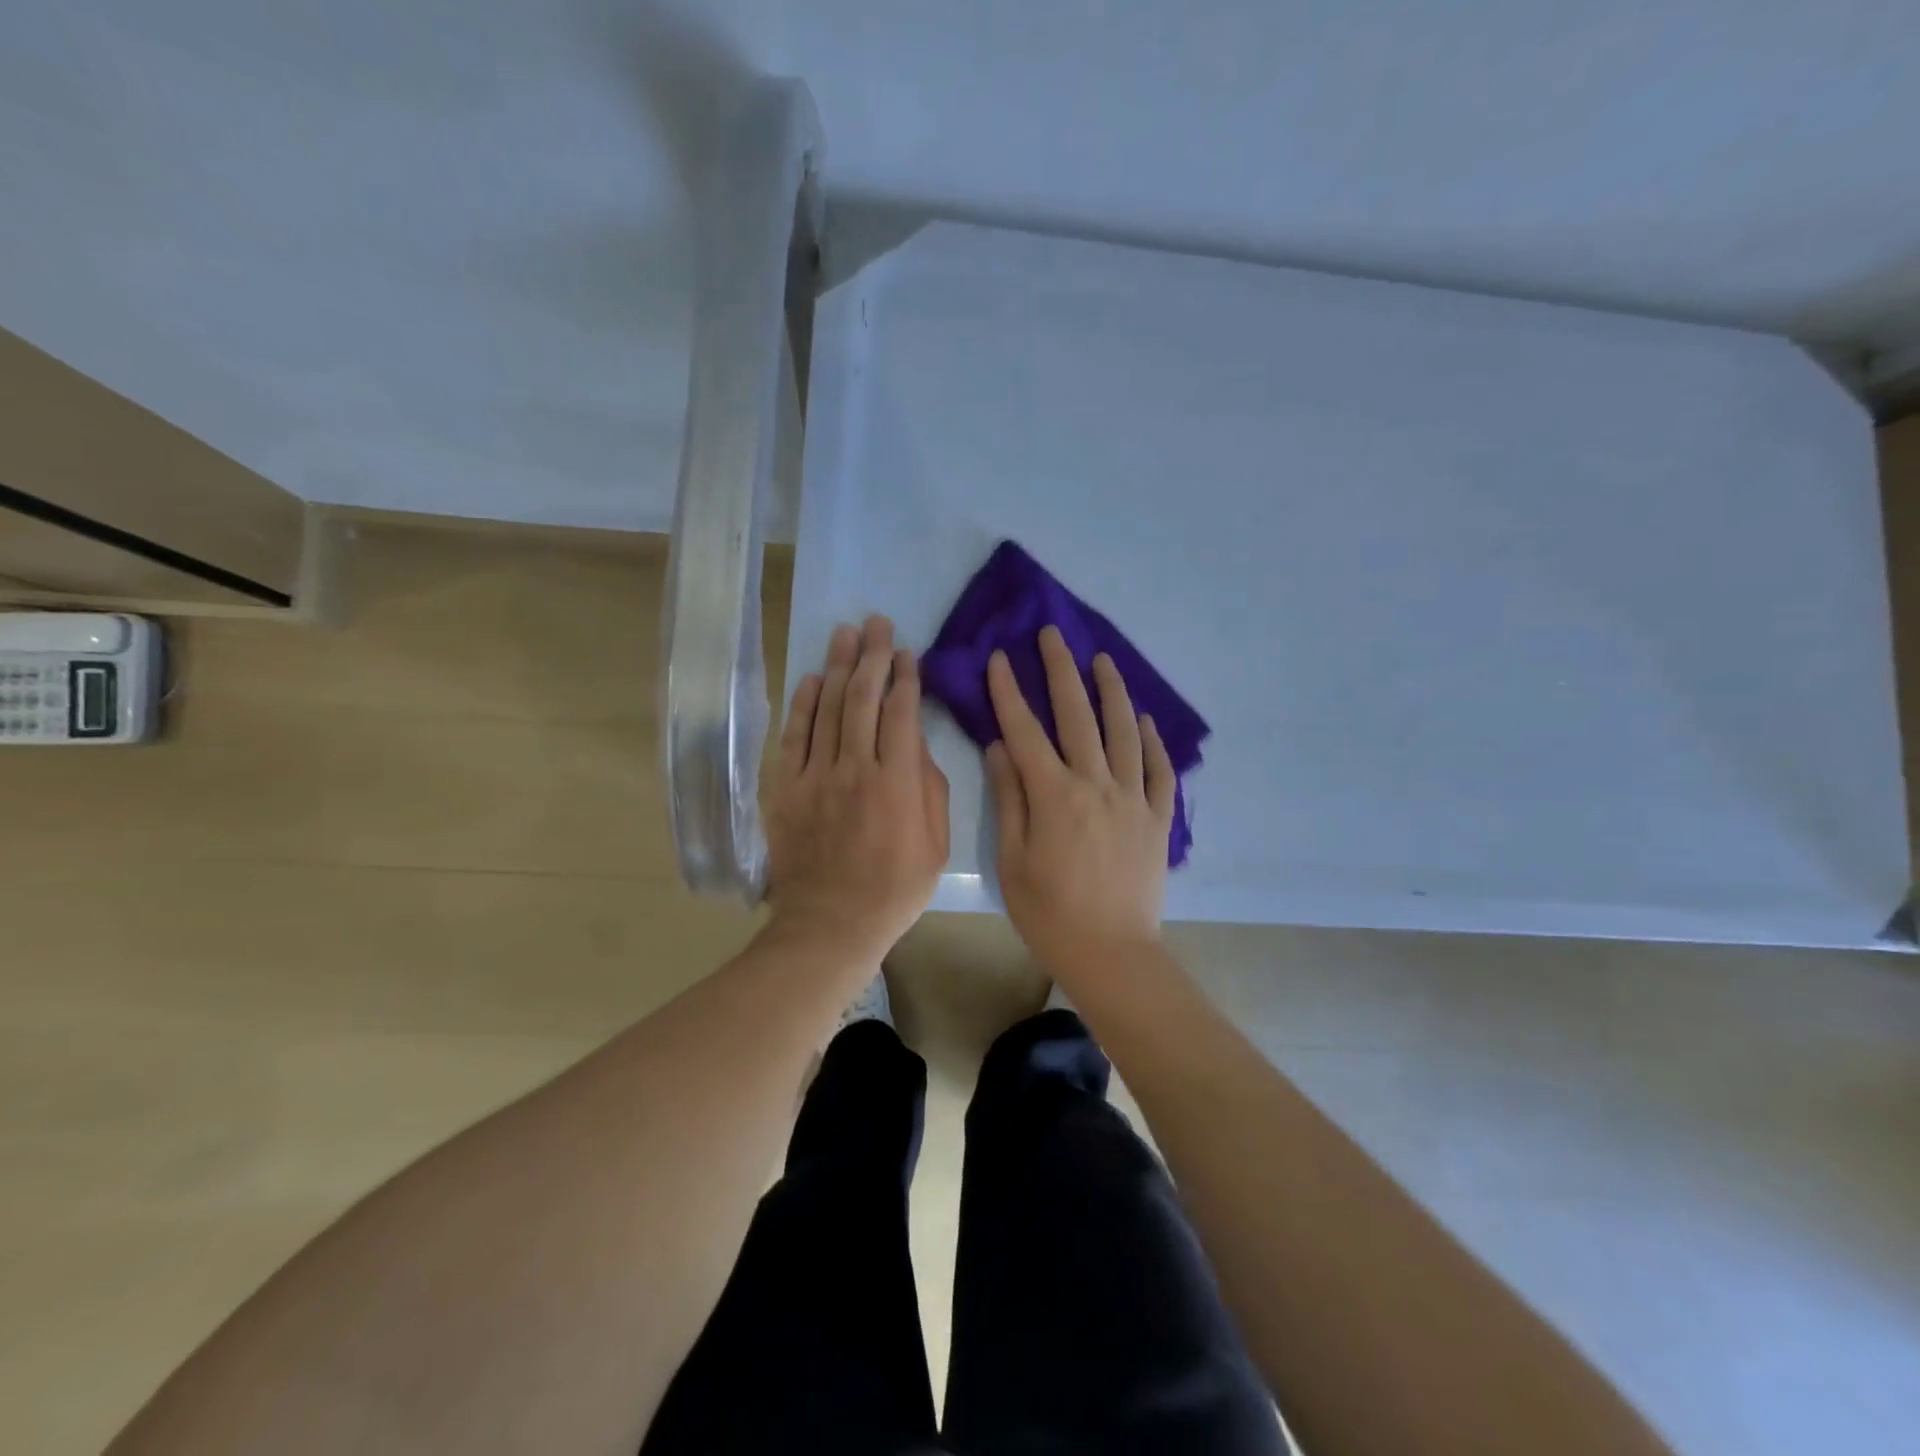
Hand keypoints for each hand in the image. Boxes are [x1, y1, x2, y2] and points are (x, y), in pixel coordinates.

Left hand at [765, 615, 949, 963]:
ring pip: (828, 708)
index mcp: (897, 782)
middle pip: (863, 699)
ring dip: (839, 666)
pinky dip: (804, 704)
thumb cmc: (894, 890)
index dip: (906, 678)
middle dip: (873, 656)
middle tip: (877, 623)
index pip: (902, 713)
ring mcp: (815, 776)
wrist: (830, 924)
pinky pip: (794, 736)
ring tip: (846, 633)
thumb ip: (930, 790)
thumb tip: (918, 747)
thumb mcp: (936, 847)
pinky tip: (813, 677)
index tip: (908, 652)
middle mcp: (855, 768)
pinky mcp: (786, 788)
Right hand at [984, 626, 1176, 982]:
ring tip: (1102, 660)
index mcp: (1054, 795)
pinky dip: (1153, 740)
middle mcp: (1096, 784)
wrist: (1112, 953)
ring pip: (1123, 731)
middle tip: (1052, 634)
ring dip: (1111, 691)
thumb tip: (1000, 746)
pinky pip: (1159, 769)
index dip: (1010, 691)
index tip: (1000, 658)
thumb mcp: (1013, 859)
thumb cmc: (1050, 913)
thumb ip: (1009, 798)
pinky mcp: (1158, 817)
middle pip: (1077, 715)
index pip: (1025, 730)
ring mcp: (1133, 798)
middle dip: (1061, 670)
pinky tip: (1145, 719)